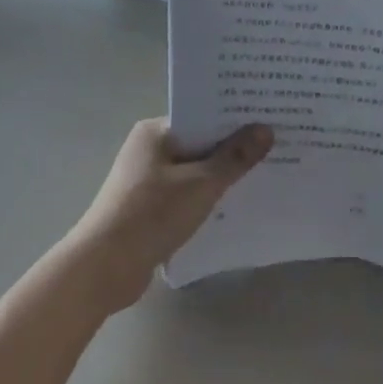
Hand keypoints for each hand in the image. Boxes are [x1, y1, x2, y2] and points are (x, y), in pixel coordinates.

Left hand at [56, 118, 272, 315]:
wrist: (105, 267)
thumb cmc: (152, 214)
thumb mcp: (201, 184)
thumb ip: (235, 157)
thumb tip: (265, 129)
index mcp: (155, 132)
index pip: (202, 116)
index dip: (236, 119)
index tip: (271, 121)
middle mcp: (148, 150)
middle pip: (200, 143)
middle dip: (234, 149)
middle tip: (277, 148)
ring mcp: (146, 181)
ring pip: (194, 172)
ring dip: (222, 177)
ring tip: (265, 176)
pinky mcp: (148, 209)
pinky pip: (186, 195)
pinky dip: (207, 199)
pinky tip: (235, 207)